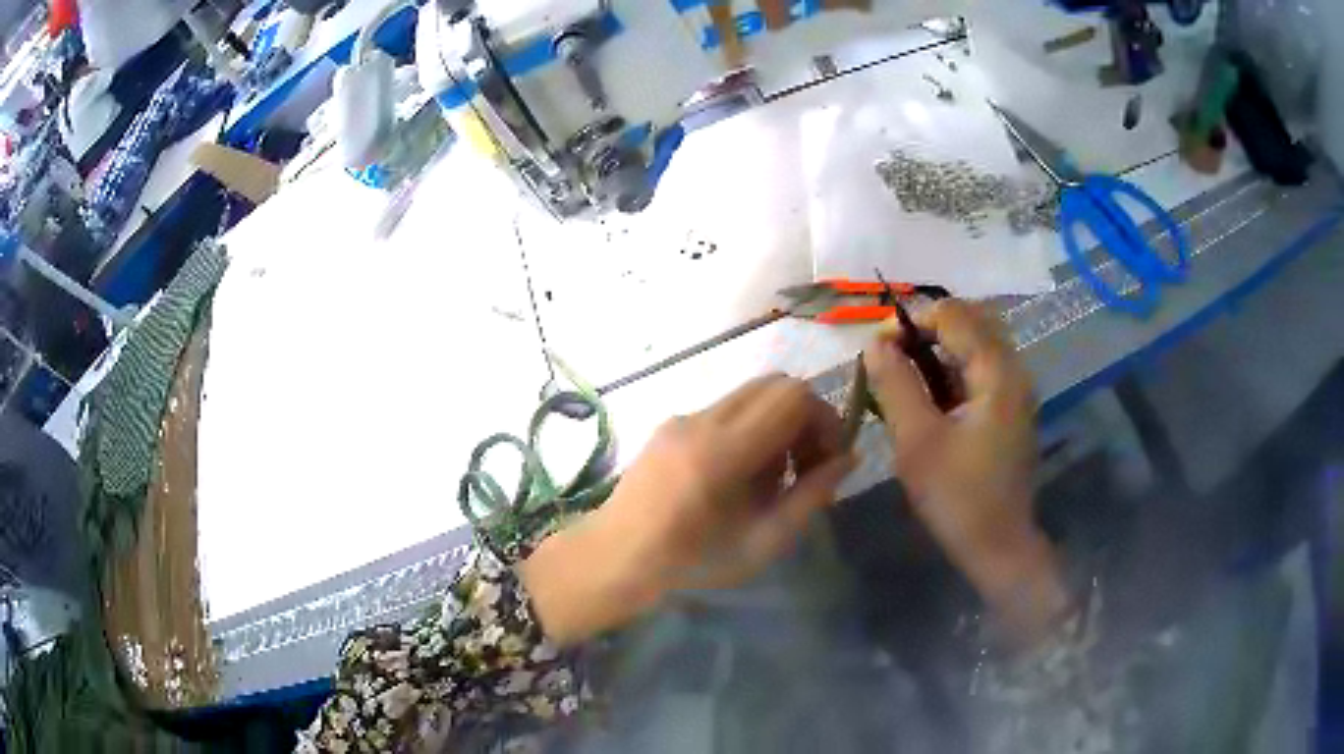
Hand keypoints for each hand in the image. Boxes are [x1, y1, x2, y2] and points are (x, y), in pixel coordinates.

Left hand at [522, 375, 855, 644]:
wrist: (614, 560)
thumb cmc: (691, 565)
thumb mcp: (762, 542)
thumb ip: (811, 496)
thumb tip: (848, 457)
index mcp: (723, 451)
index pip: (793, 395)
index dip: (824, 418)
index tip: (829, 458)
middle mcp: (701, 420)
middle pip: (775, 384)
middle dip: (804, 416)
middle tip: (806, 465)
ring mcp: (681, 417)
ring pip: (750, 394)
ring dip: (777, 423)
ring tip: (772, 478)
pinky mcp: (670, 425)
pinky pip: (725, 411)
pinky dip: (749, 430)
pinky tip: (739, 477)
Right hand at [863, 300, 1068, 642]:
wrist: (998, 546)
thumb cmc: (957, 497)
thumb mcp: (916, 441)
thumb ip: (895, 384)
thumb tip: (875, 343)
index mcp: (997, 373)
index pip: (953, 315)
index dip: (911, 321)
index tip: (877, 349)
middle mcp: (1013, 370)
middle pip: (968, 322)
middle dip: (924, 331)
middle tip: (889, 359)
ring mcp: (1015, 390)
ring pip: (974, 344)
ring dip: (936, 349)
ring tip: (902, 375)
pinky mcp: (1010, 408)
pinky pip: (979, 369)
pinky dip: (950, 370)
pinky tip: (927, 395)